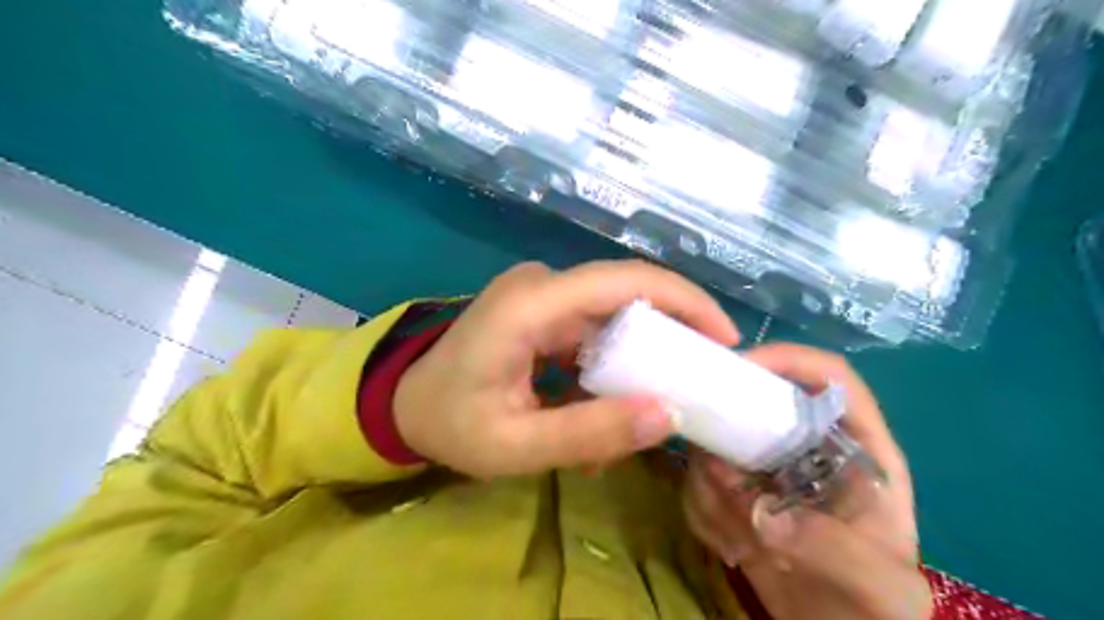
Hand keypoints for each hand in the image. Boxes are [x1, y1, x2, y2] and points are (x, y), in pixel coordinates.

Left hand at [398, 263, 740, 477]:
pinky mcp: (542, 310)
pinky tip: (611, 402)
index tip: (725, 339)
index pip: (623, 281)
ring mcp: (540, 294)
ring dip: (640, 356)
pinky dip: (613, 362)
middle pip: (626, 294)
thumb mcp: (515, 446)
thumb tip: (668, 416)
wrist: (402, 404)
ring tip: (649, 405)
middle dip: (673, 332)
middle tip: (702, 379)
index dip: (683, 301)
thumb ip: (589, 433)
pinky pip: (594, 327)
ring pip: (613, 314)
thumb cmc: (448, 423)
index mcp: (530, 305)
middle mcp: (540, 284)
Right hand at [688, 343, 928, 619]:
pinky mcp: (734, 489)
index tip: (739, 370)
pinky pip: (699, 480)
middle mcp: (804, 445)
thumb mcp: (879, 587)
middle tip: (716, 475)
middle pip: (754, 401)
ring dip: (711, 488)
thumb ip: (833, 548)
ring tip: (736, 538)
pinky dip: (702, 511)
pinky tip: (730, 548)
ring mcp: (763, 465)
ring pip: (715, 442)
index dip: (787, 359)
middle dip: (725, 436)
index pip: (829, 378)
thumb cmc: (875, 606)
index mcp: (856, 447)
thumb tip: (759, 513)